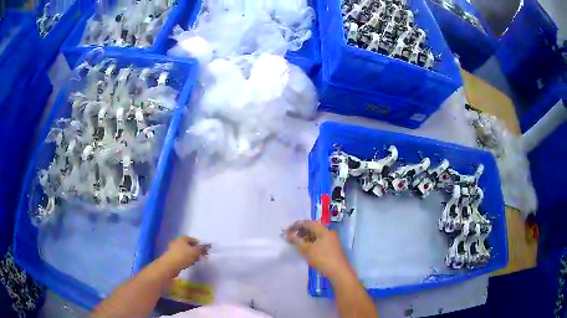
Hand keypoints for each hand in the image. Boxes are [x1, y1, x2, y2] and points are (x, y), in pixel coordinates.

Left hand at [161, 236, 208, 271]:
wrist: (170, 265)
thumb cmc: (184, 256)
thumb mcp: (195, 252)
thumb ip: (201, 249)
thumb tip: (204, 246)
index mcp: (183, 238)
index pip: (192, 239)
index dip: (198, 244)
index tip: (203, 250)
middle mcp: (177, 241)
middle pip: (188, 245)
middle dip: (194, 250)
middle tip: (200, 256)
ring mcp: (173, 249)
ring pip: (184, 251)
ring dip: (190, 255)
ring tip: (195, 261)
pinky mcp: (171, 256)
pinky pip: (180, 256)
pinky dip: (185, 259)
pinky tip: (188, 264)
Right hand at [285, 220, 351, 278]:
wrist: (339, 272)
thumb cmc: (323, 258)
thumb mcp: (307, 250)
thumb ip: (296, 241)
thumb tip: (287, 234)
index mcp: (324, 231)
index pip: (308, 223)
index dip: (296, 225)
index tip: (287, 231)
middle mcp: (328, 233)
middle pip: (313, 228)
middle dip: (300, 232)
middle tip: (290, 237)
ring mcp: (331, 241)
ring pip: (316, 236)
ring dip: (305, 238)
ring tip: (295, 243)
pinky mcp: (331, 249)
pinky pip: (319, 242)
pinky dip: (310, 243)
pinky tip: (304, 249)